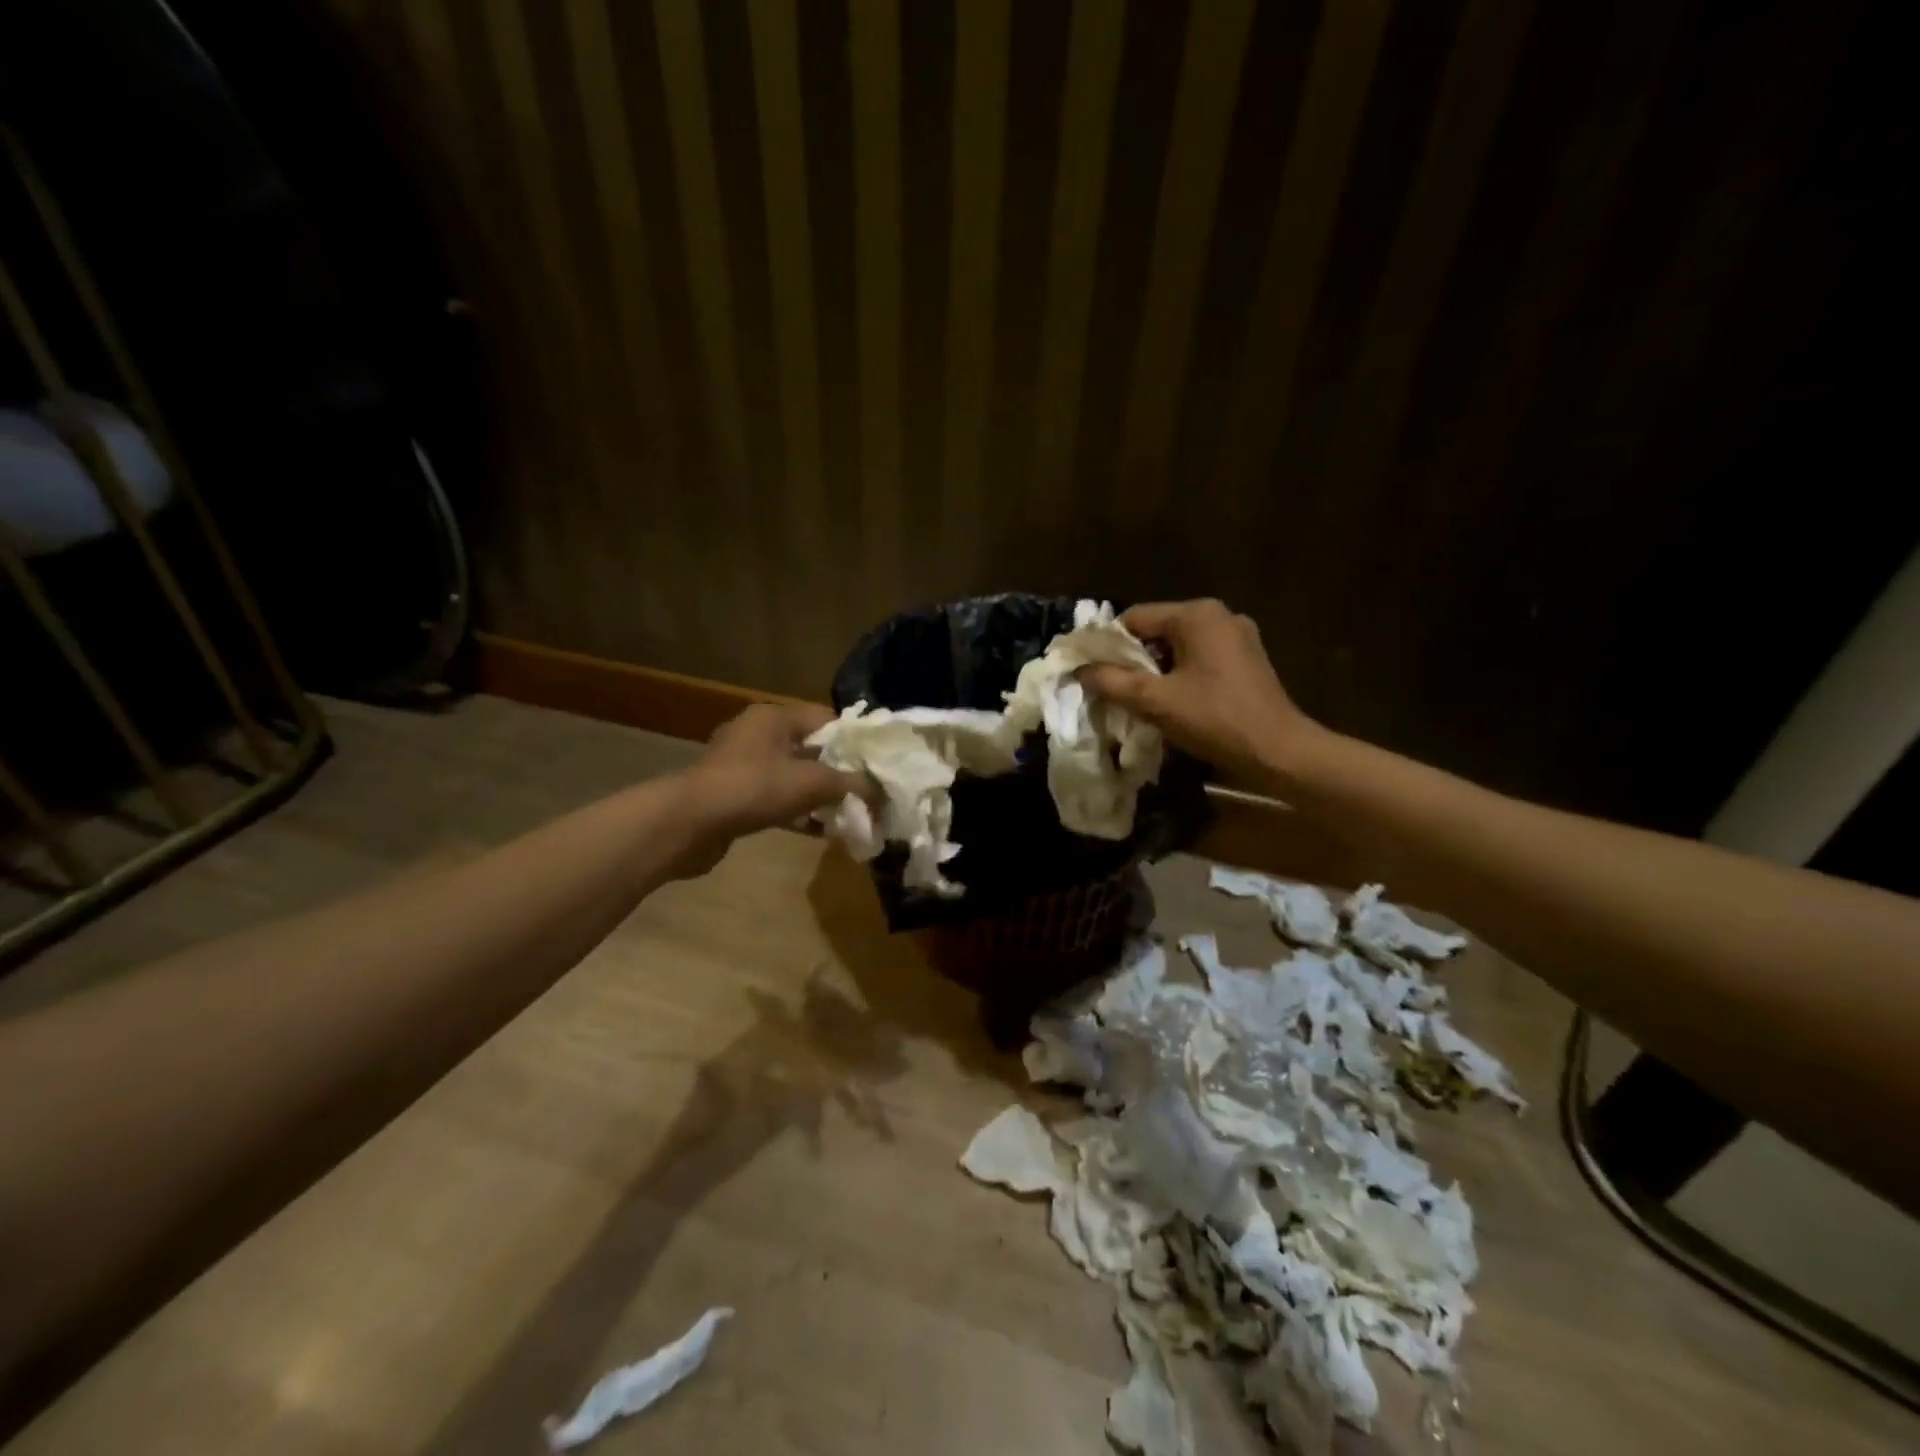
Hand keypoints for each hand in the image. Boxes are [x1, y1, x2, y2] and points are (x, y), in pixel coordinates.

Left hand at [673, 703, 863, 875]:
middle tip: (866, 790)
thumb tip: (880, 789)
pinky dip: (796, 810)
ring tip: (847, 812)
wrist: (688, 824)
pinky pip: (774, 797)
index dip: (854, 740)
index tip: (877, 764)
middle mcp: (756, 734)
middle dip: (838, 770)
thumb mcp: (812, 783)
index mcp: (774, 717)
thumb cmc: (754, 789)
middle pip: (810, 747)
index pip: (826, 718)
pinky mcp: (732, 795)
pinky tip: (818, 830)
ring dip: (818, 793)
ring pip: (792, 774)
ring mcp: (741, 765)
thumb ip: (850, 783)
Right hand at [1080, 599, 1317, 789]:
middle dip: (1132, 658)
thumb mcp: (1155, 701)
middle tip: (1112, 688)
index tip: (1092, 672)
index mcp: (1196, 615)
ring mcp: (1237, 636)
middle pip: (1157, 630)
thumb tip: (1079, 670)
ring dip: (1155, 669)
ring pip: (1177, 646)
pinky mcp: (1247, 659)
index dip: (1108, 644)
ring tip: (1137, 699)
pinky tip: (1171, 701)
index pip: (1134, 618)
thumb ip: (1112, 682)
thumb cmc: (1214, 719)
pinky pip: (1199, 658)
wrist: (1278, 752)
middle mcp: (1219, 615)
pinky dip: (1179, 674)